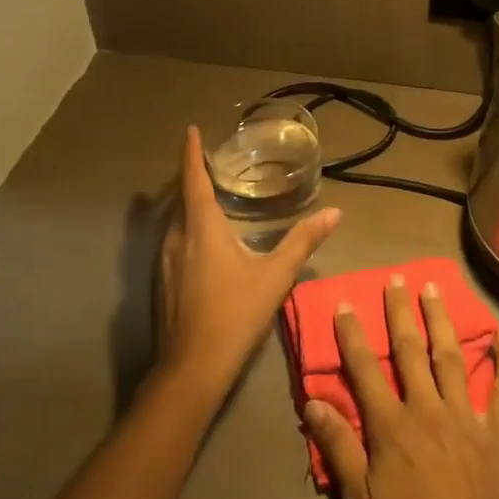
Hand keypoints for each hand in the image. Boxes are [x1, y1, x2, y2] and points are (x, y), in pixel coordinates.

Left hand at [155, 126, 341, 398]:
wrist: (192, 368)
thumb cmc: (235, 314)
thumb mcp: (275, 276)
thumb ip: (303, 241)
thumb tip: (335, 212)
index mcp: (201, 227)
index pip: (192, 179)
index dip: (191, 153)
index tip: (191, 131)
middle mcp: (177, 237)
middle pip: (180, 198)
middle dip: (191, 176)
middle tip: (209, 162)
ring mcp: (165, 261)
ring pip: (175, 221)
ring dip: (187, 203)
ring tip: (208, 195)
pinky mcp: (163, 282)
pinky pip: (174, 240)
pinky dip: (186, 227)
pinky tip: (202, 241)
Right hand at [304, 275, 498, 498]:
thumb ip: (338, 449)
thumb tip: (312, 402)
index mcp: (391, 427)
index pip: (365, 370)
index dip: (353, 336)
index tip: (345, 303)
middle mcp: (427, 409)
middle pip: (409, 351)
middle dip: (400, 312)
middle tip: (395, 278)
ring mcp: (467, 416)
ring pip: (451, 356)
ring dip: (441, 319)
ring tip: (433, 287)